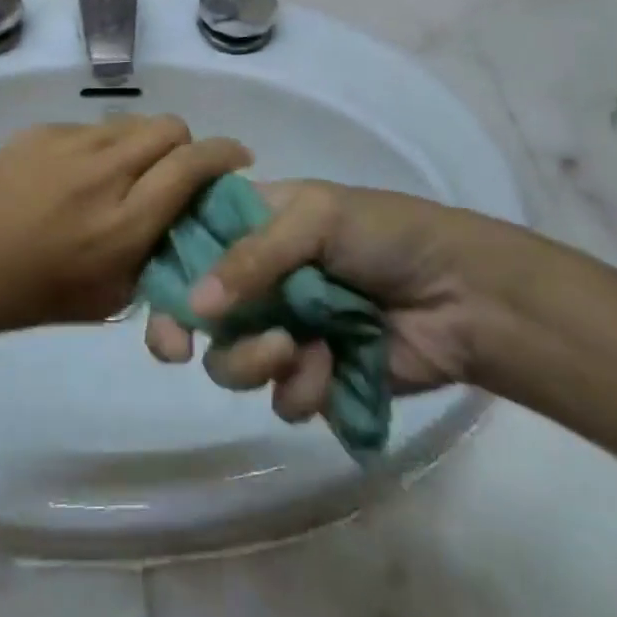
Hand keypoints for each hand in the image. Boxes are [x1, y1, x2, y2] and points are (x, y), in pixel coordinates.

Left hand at [0, 117, 250, 336]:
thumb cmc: (34, 295)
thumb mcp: (110, 296)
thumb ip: (155, 256)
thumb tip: (181, 221)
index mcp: (127, 220)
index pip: (194, 164)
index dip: (224, 154)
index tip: (236, 158)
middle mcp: (106, 171)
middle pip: (169, 127)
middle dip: (184, 144)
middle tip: (173, 169)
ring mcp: (70, 143)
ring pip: (130, 121)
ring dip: (141, 143)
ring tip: (120, 172)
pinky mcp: (41, 130)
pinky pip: (89, 127)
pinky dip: (98, 146)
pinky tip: (73, 175)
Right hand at [143, 180, 530, 421]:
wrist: (463, 295)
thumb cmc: (385, 235)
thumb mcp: (316, 219)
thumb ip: (252, 257)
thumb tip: (194, 306)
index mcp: (253, 225)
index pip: (189, 242)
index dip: (165, 271)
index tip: (153, 299)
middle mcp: (259, 278)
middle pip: (198, 310)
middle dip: (187, 331)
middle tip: (181, 350)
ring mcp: (285, 328)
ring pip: (232, 360)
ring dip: (252, 360)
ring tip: (293, 350)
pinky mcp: (315, 376)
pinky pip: (282, 396)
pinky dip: (300, 387)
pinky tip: (330, 368)